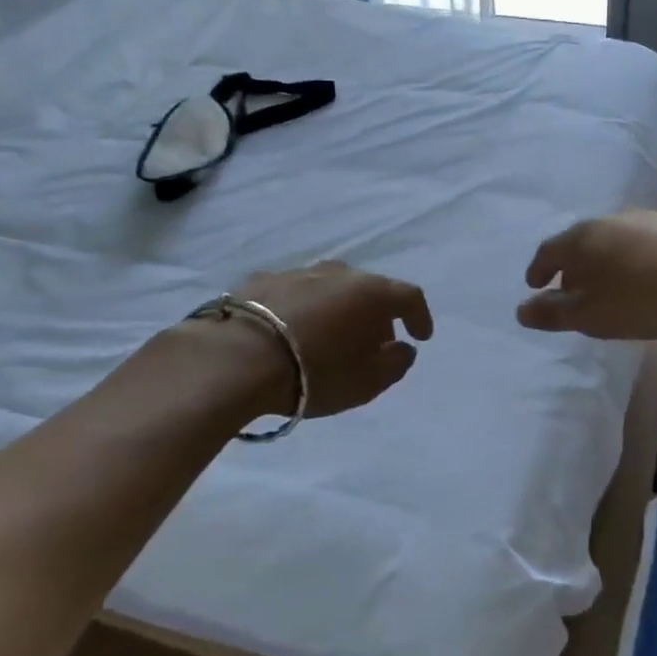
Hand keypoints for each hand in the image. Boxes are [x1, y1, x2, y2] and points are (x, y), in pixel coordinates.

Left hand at [231, 261, 433, 417]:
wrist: (235, 360)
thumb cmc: (315, 373)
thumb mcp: (367, 383)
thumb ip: (395, 364)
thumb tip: (402, 348)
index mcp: (371, 292)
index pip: (409, 296)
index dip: (420, 316)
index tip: (421, 336)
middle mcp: (338, 273)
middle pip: (368, 289)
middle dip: (376, 314)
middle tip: (373, 342)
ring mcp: (296, 272)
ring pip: (329, 288)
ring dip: (337, 309)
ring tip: (329, 336)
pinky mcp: (259, 281)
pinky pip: (294, 294)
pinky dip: (301, 309)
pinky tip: (290, 331)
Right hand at [516, 211, 656, 340]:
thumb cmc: (641, 298)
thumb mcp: (591, 316)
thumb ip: (554, 314)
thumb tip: (521, 310)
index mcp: (582, 240)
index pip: (549, 251)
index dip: (539, 269)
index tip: (534, 284)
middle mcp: (610, 221)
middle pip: (582, 242)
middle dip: (574, 266)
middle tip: (574, 288)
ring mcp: (648, 219)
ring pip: (616, 240)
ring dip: (608, 261)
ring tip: (614, 285)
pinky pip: (648, 243)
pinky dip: (639, 259)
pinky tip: (653, 277)